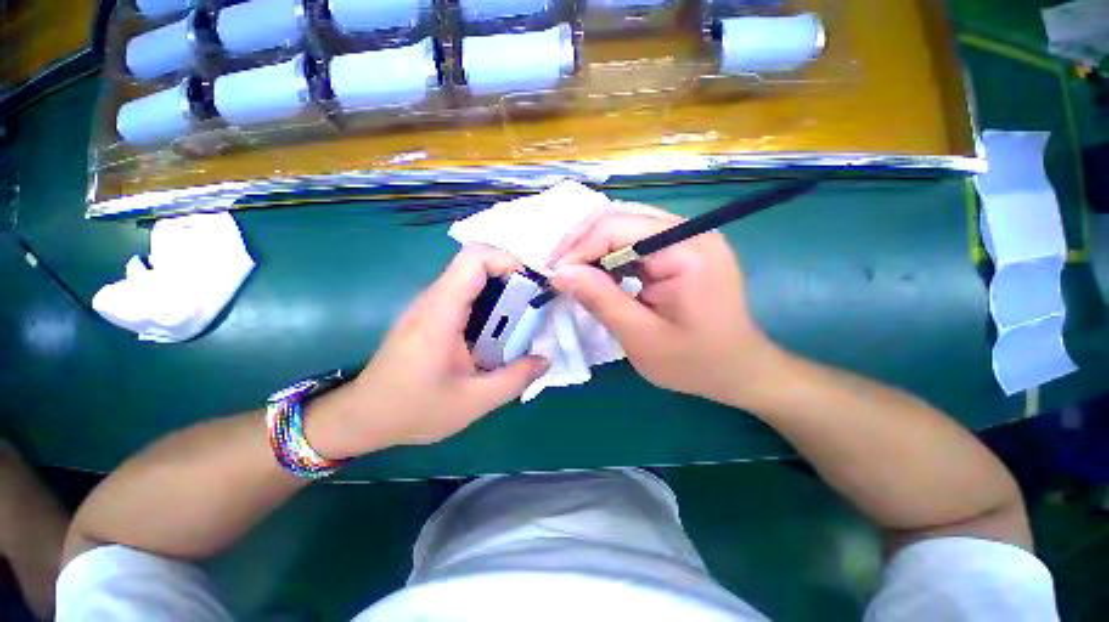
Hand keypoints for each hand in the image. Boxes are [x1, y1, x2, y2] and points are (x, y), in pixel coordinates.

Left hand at [308, 245, 548, 457]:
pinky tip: (497, 332)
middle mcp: (433, 299)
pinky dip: (489, 303)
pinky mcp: (430, 314)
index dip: (507, 261)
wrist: (363, 417)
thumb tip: (546, 358)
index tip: (532, 285)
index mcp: (440, 314)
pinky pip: (465, 294)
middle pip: (476, 263)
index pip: (474, 258)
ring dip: (502, 291)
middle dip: (512, 278)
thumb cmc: (413, 410)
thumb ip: (515, 379)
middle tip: (534, 306)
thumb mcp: (473, 402)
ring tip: (521, 320)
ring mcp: (429, 305)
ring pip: (472, 278)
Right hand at [547, 202, 775, 405]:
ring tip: (574, 275)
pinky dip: (610, 255)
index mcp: (686, 249)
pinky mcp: (680, 248)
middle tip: (559, 273)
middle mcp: (689, 231)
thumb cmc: (695, 362)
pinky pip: (635, 240)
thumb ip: (600, 300)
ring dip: (593, 248)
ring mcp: (687, 237)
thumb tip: (559, 273)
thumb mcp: (641, 337)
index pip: (616, 228)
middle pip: (619, 218)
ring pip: (624, 225)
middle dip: (582, 244)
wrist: (739, 370)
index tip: (554, 276)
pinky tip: (600, 275)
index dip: (578, 248)